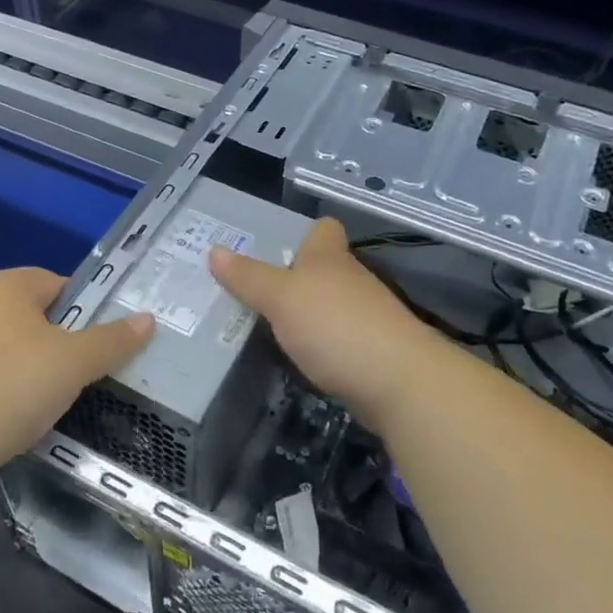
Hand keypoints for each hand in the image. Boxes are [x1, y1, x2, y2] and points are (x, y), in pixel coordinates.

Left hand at [0, 267, 153, 476]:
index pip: (55, 283)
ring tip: (33, 405)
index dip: (81, 310)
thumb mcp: (72, 365)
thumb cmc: (7, 388)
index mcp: (4, 285)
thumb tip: (148, 319)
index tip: (94, 347)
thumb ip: (111, 341)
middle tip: (69, 379)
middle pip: (23, 313)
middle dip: (49, 342)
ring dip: (15, 366)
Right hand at [209, 217, 440, 429]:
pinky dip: (318, 344)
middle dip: (293, 277)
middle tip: (250, 290)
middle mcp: (350, 280)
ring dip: (305, 313)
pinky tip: (296, 358)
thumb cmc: (334, 326)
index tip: (274, 245)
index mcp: (329, 258)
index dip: (302, 233)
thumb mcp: (281, 298)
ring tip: (264, 325)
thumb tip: (214, 250)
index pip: (323, 230)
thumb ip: (248, 277)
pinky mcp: (371, 352)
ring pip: (329, 305)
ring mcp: (365, 317)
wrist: (398, 382)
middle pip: (323, 269)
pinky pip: (336, 339)